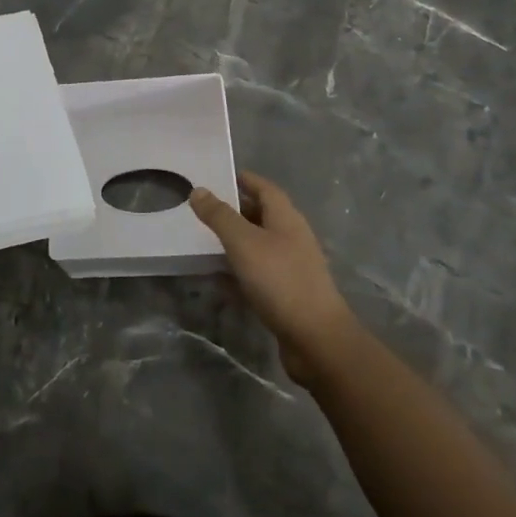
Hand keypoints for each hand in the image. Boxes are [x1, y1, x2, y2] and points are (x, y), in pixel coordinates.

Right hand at [190, 170, 357, 389]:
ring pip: (258, 245)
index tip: (217, 176)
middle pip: (261, 215)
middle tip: (202, 209)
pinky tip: (218, 277)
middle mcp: (292, 237)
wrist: (316, 340)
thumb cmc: (280, 280)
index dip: (243, 179)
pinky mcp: (287, 293)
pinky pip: (258, 272)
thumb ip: (219, 216)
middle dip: (234, 210)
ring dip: (234, 241)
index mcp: (286, 218)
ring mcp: (291, 267)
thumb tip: (199, 190)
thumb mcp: (243, 242)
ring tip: (203, 240)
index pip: (264, 188)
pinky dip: (239, 270)